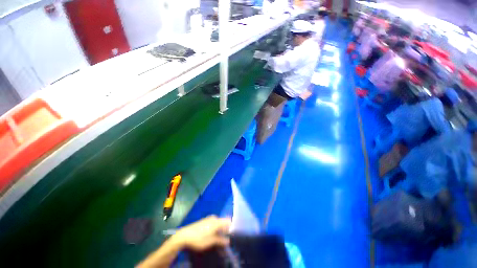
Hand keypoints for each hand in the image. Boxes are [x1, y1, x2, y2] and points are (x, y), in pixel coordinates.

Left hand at [174, 215, 230, 250]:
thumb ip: (220, 240)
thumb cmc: (199, 239)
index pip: (228, 221)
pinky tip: (212, 236)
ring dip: (220, 231)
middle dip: (225, 231)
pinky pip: (213, 224)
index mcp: (217, 221)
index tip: (231, 236)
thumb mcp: (210, 242)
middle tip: (224, 241)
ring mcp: (209, 219)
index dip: (231, 228)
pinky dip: (215, 230)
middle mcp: (214, 218)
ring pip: (218, 224)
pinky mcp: (205, 221)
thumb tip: (228, 241)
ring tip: (218, 240)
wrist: (184, 235)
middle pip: (223, 223)